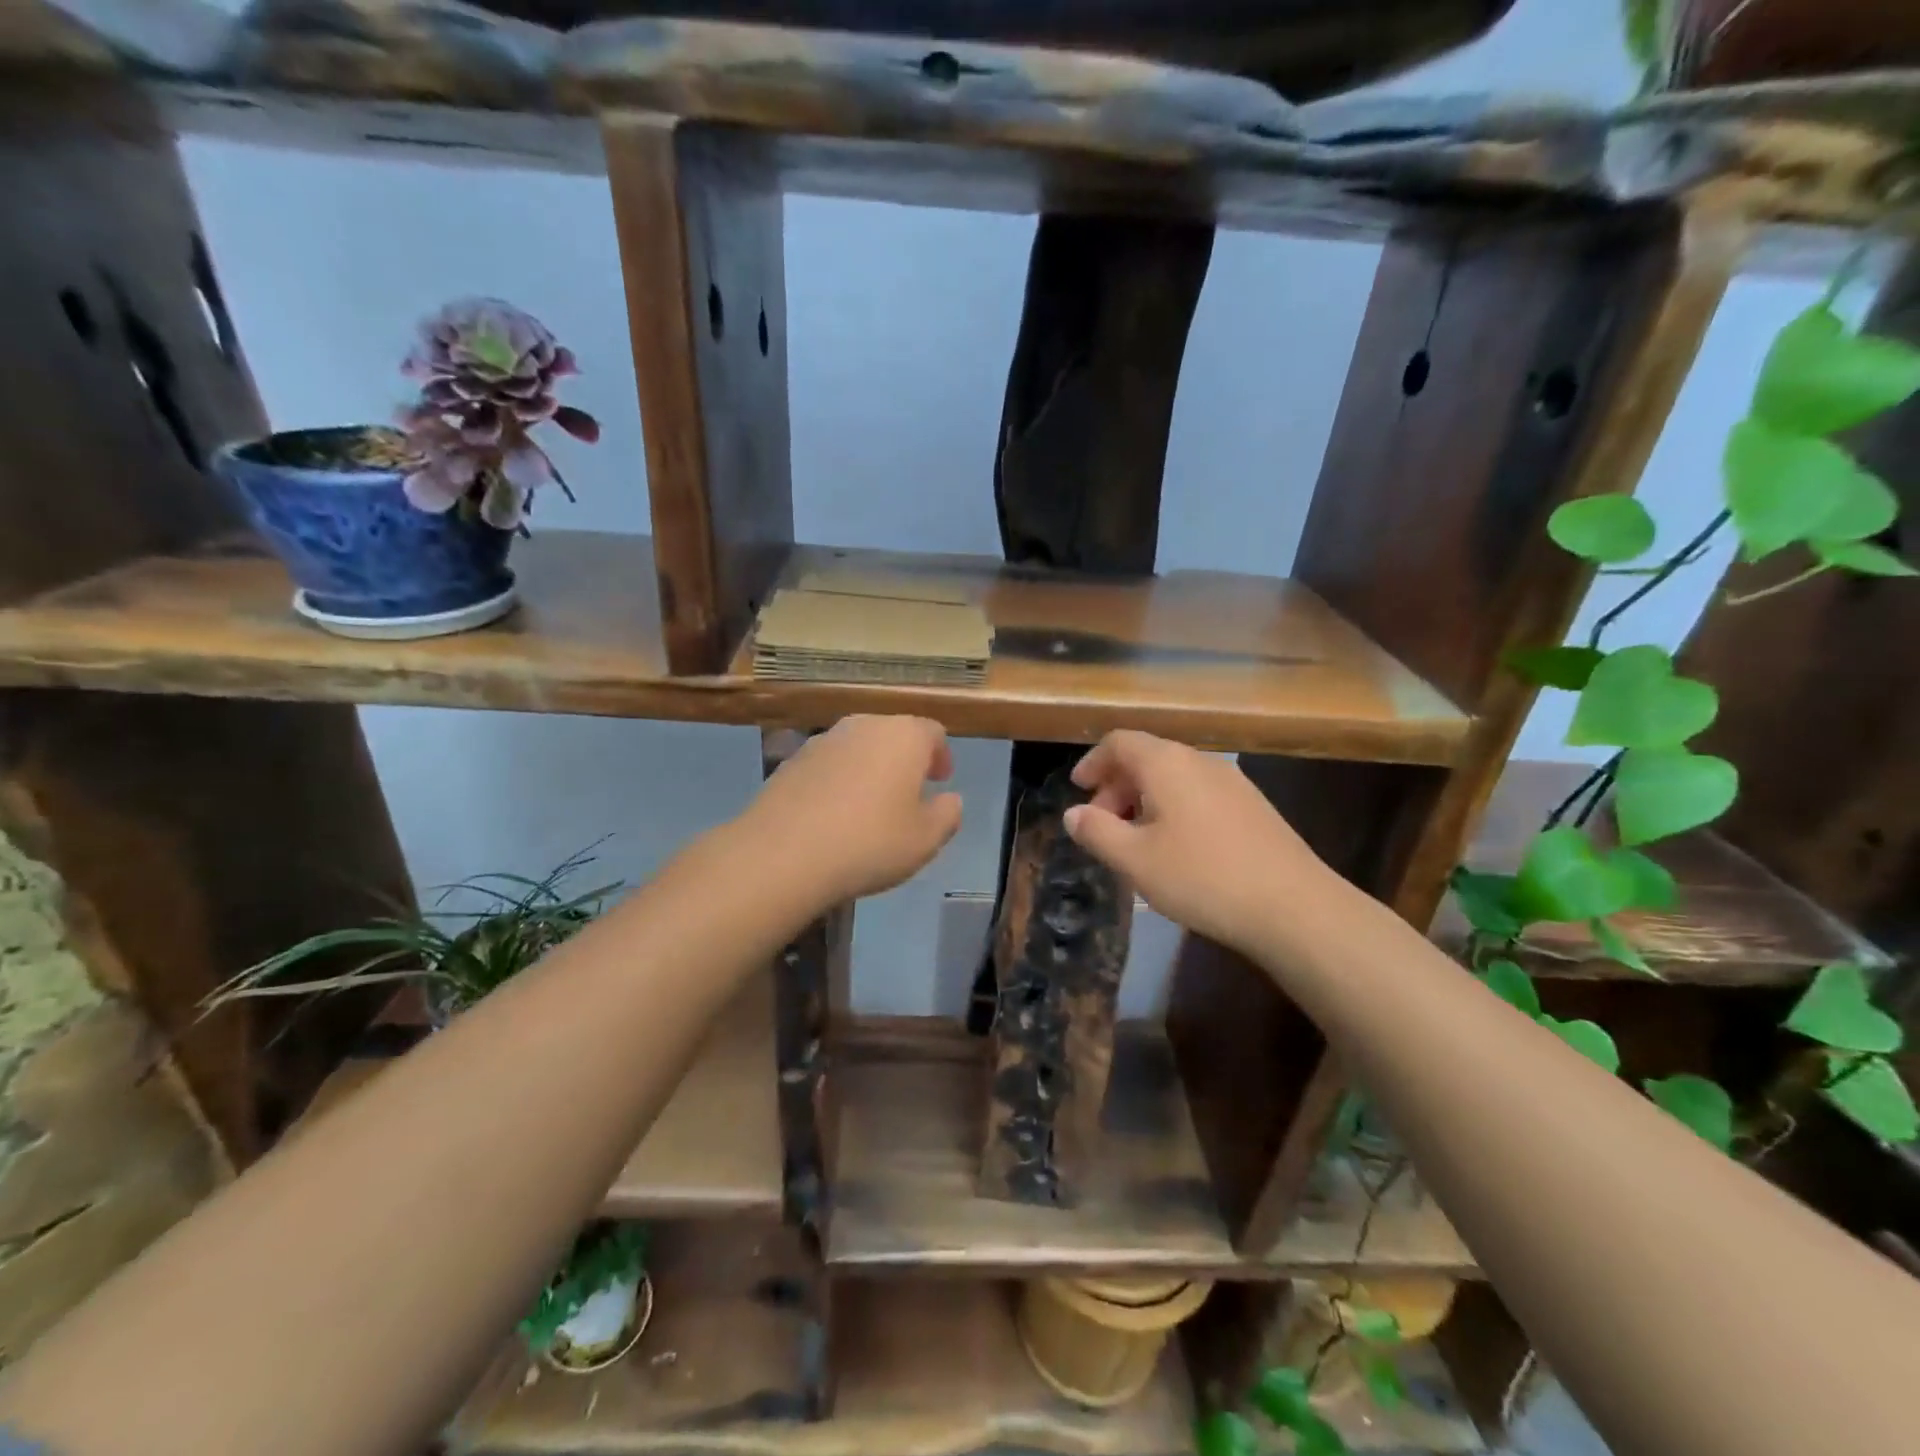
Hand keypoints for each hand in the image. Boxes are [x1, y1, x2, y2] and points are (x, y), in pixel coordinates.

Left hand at [745, 715, 962, 903]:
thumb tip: (950, 799)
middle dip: (905, 760)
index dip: (941, 755)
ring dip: (869, 769)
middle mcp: (864, 725)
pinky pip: (828, 765)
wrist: (783, 854)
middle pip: (893, 734)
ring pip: (858, 747)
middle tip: (909, 793)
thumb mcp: (926, 840)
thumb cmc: (869, 843)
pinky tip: (833, 816)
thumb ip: (947, 814)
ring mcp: (823, 741)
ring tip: (870, 807)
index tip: (940, 781)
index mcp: (904, 736)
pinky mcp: (791, 761)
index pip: (932, 732)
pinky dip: (838, 781)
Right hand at [1064, 730, 1341, 957]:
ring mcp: (1232, 782)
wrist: (1294, 907)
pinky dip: (1173, 808)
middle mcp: (1200, 761)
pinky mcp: (1252, 806)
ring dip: (1144, 799)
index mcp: (1167, 763)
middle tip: (1101, 825)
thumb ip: (1097, 832)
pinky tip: (1175, 848)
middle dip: (1116, 786)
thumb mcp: (1135, 860)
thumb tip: (1073, 813)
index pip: (1120, 742)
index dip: (1093, 762)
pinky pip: (1198, 794)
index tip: (1078, 789)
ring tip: (1134, 840)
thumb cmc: (1202, 878)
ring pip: (1174, 777)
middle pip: (1147, 757)